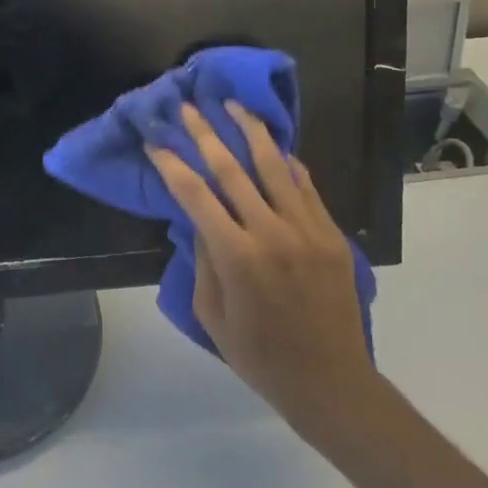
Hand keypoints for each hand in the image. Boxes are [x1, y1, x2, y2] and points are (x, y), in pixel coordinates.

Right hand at [146, 103, 377, 437]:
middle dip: (205, 133)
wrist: (331, 382)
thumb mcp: (211, 315)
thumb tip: (201, 218)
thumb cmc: (260, 355)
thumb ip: (204, 260)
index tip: (155, 140)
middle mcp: (271, 233)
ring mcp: (307, 230)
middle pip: (231, 169)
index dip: (171, 163)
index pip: (195, 194)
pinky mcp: (332, 234)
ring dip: (250, 131)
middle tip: (188, 106)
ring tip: (234, 105)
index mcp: (236, 256)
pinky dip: (288, 162)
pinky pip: (306, 186)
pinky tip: (274, 145)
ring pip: (274, 166)